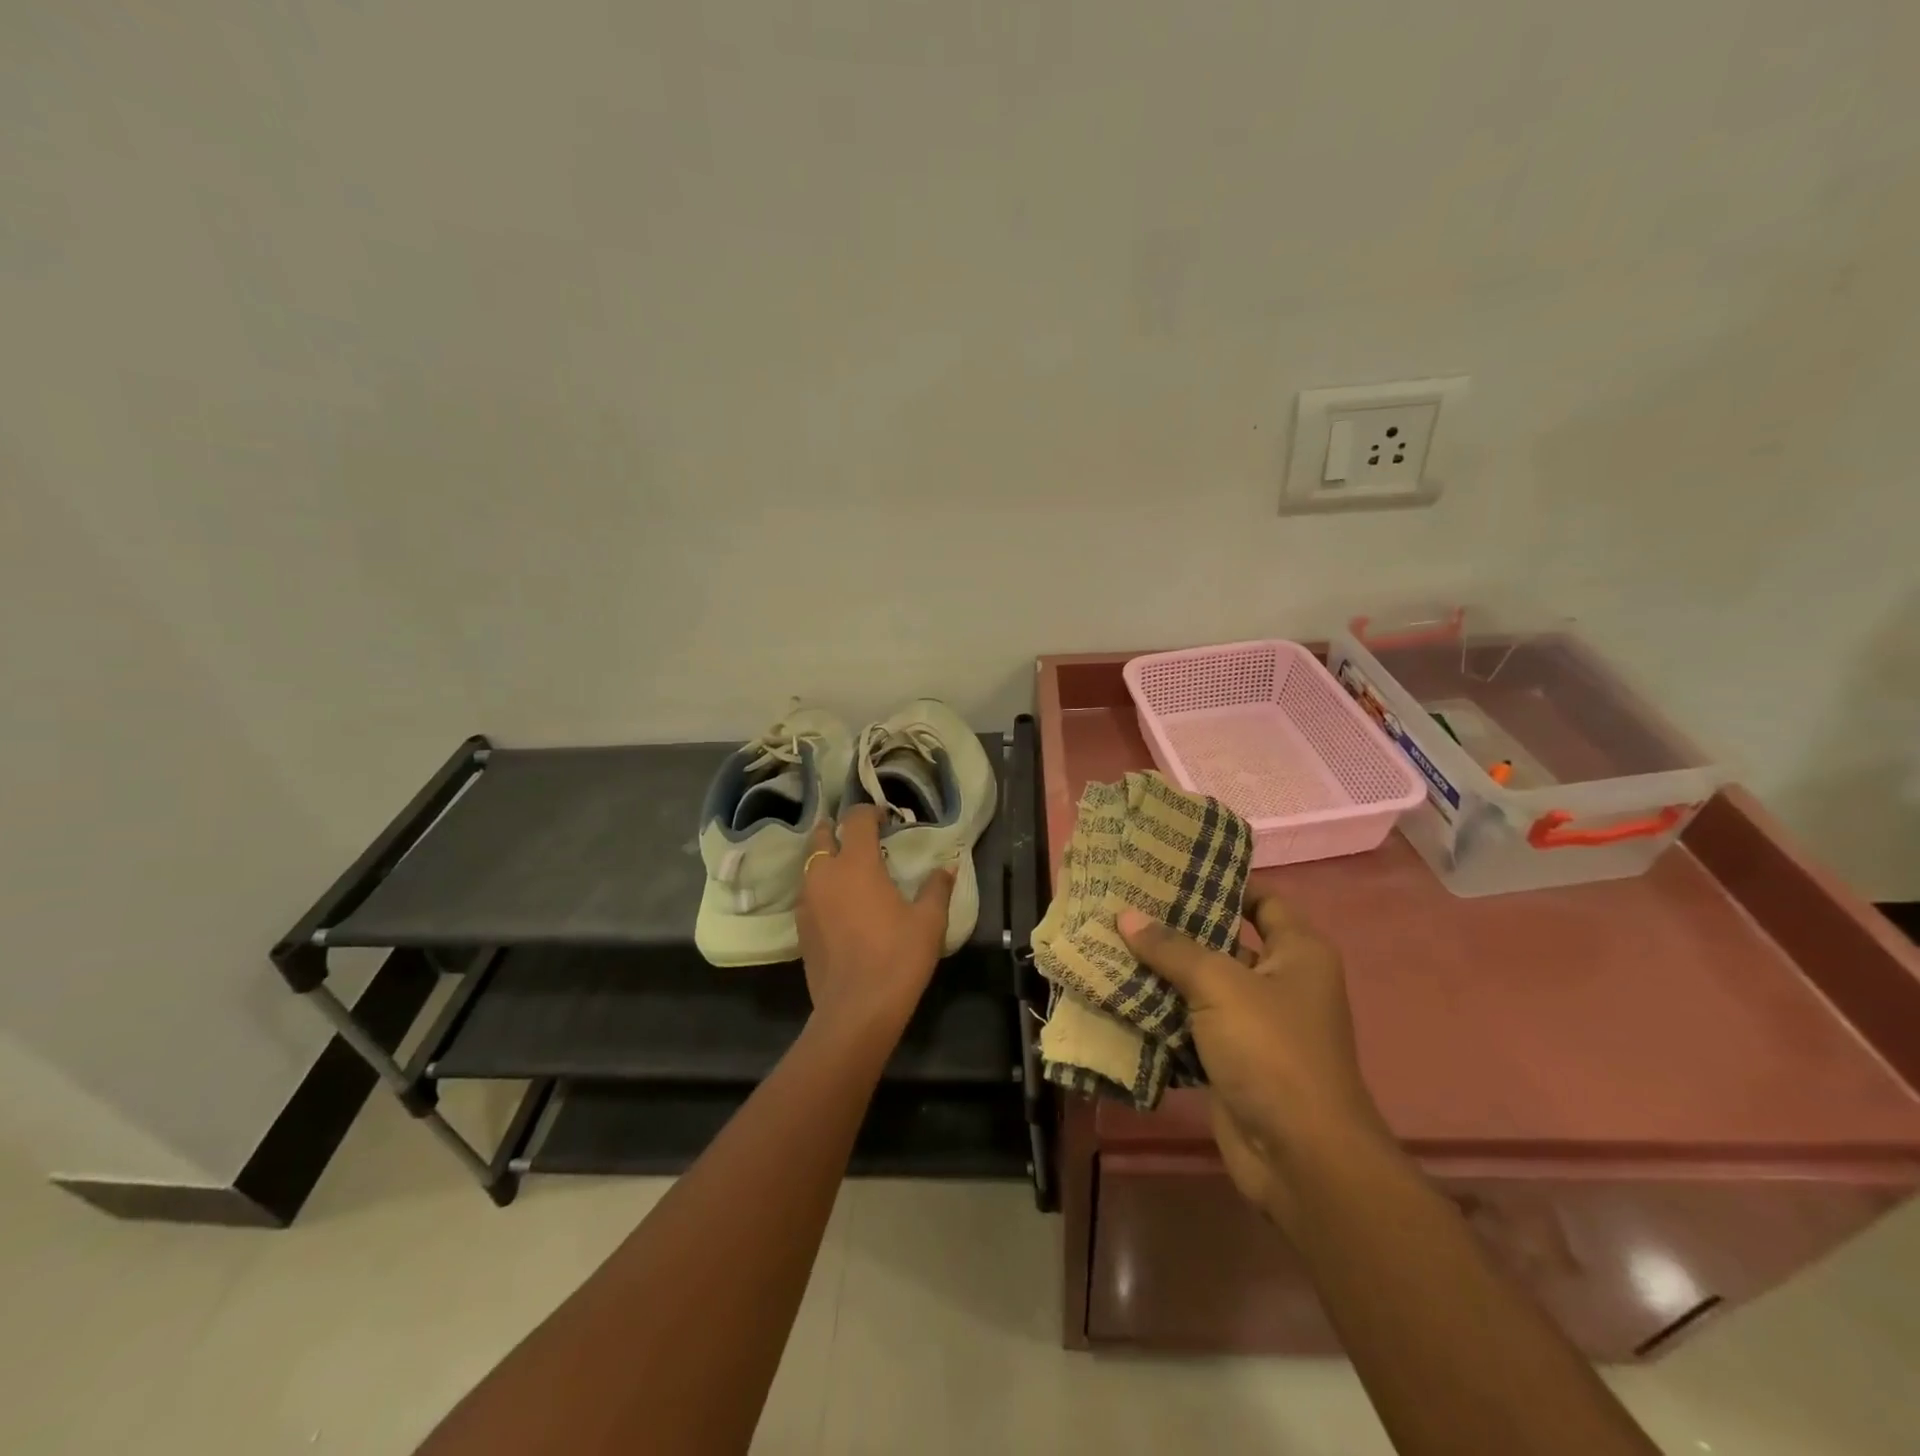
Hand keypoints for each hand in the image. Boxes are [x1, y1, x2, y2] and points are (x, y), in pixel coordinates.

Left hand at [796, 805, 953, 1038]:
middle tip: (861, 839)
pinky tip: (840, 904)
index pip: (856, 819)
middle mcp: (824, 874)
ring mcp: (807, 901)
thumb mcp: (928, 921)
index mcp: (856, 864)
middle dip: (838, 829)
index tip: (886, 819)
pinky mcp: (800, 927)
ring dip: (827, 858)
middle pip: (821, 835)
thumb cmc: (897, 957)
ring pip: (811, 864)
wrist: (856, 1010)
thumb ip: (936, 888)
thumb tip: (947, 867)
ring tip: (851, 871)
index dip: (871, 812)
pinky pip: (808, 892)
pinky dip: (821, 887)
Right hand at [1118, 889, 1389, 1225]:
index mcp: (1298, 953)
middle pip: (1224, 941)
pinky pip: (1190, 1024)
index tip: (1173, 868)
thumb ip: (1172, 948)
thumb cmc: (1272, 1051)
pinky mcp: (1231, 1060)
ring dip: (1162, 972)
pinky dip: (1160, 1013)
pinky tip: (1118, 994)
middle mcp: (1280, 982)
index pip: (1262, 900)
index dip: (1224, 883)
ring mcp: (1255, 1024)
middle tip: (1126, 903)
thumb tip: (1127, 916)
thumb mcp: (1221, 986)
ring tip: (1110, 941)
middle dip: (1177, 927)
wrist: (1300, 1157)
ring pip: (1201, 985)